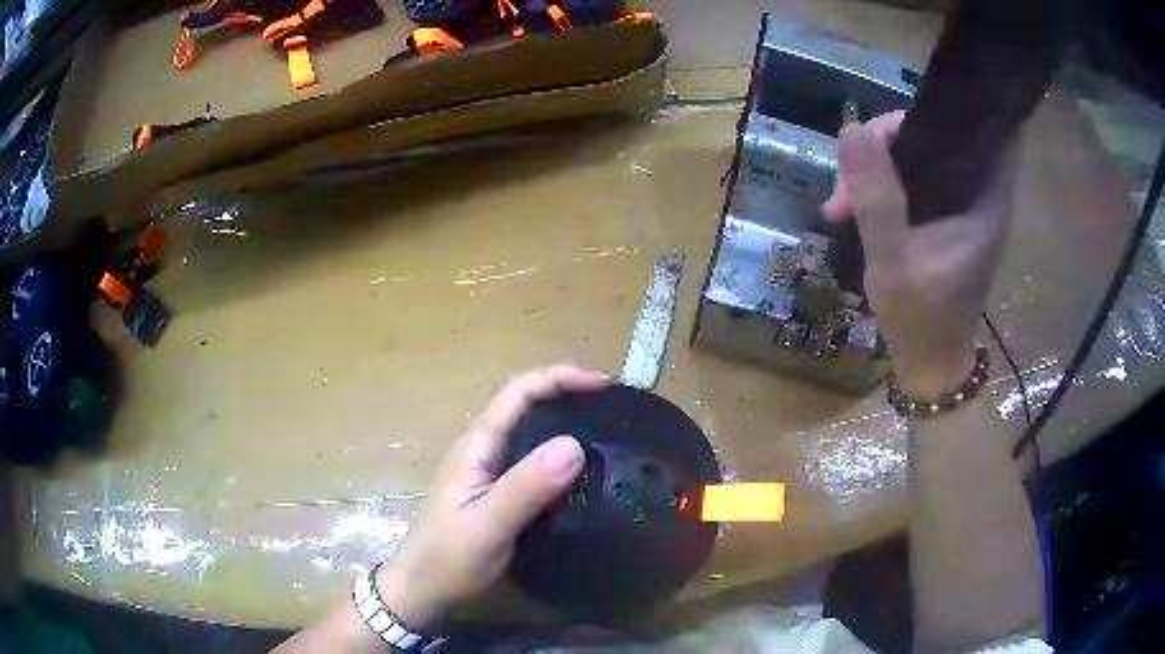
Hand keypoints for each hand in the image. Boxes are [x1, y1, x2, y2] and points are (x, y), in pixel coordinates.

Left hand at [376, 365, 608, 630]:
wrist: (421, 591)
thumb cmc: (448, 560)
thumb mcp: (487, 526)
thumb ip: (526, 487)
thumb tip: (574, 444)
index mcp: (476, 446)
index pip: (519, 392)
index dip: (560, 378)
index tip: (604, 386)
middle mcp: (481, 450)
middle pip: (525, 405)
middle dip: (567, 395)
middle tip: (613, 409)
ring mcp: (486, 472)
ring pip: (529, 433)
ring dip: (565, 424)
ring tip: (607, 435)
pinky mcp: (495, 493)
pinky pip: (532, 462)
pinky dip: (559, 457)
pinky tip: (582, 474)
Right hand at [821, 111, 1017, 396]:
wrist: (931, 366)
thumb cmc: (921, 319)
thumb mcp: (893, 261)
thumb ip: (877, 197)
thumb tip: (852, 128)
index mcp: (984, 200)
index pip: (977, 128)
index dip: (940, 111)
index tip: (892, 121)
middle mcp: (978, 196)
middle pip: (937, 139)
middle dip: (890, 143)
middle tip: (851, 168)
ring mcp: (960, 208)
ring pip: (921, 160)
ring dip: (880, 168)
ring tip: (842, 199)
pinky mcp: (944, 221)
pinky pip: (915, 184)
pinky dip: (886, 187)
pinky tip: (853, 205)